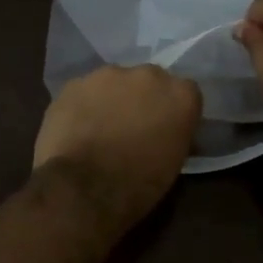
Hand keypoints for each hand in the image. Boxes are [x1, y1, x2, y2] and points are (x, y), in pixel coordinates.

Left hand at [33, 65, 201, 227]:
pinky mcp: (75, 83)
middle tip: (133, 127)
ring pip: (114, 82)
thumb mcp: (173, 164)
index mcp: (181, 95)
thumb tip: (169, 133)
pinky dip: (84, 106)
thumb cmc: (138, 184)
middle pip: (150, 81)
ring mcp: (109, 75)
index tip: (166, 129)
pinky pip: (85, 91)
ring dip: (112, 99)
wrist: (83, 187)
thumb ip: (175, 135)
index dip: (174, 111)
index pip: (187, 93)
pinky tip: (77, 129)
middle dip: (143, 99)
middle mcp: (149, 75)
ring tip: (101, 128)